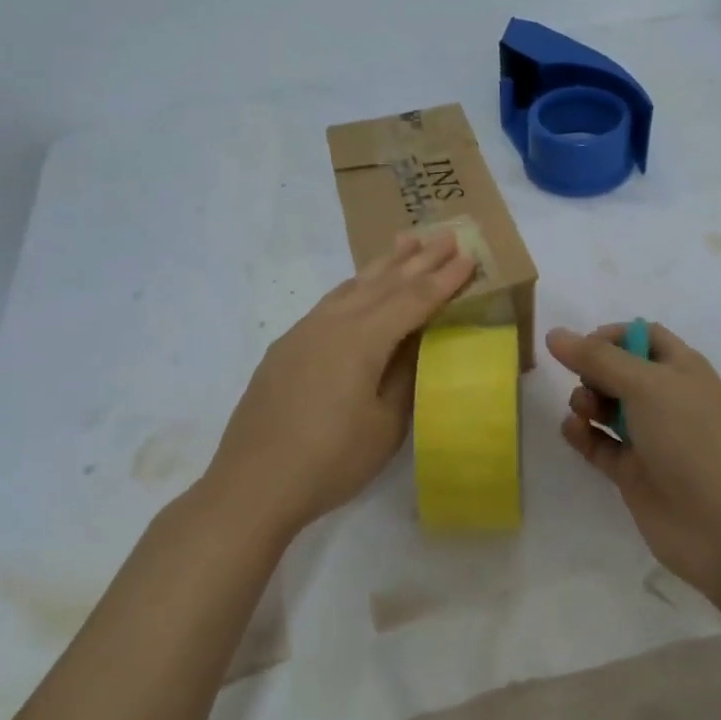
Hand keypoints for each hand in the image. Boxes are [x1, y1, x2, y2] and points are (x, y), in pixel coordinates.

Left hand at [208, 231, 474, 536]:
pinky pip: (330, 302)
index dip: (443, 280)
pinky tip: (359, 286)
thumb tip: (420, 343)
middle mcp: (332, 324)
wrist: (253, 484)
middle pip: (383, 283)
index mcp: (361, 340)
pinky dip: (355, 286)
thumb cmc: (331, 460)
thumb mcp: (385, 424)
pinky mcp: (287, 347)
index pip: (412, 300)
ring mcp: (304, 332)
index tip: (468, 257)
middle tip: (444, 235)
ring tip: (405, 242)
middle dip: (417, 260)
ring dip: (383, 265)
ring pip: (352, 286)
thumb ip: (405, 376)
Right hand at [547, 321, 720, 597]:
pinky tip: (573, 430)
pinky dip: (583, 435)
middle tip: (585, 383)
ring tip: (583, 411)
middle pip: (619, 371)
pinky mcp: (634, 473)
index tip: (582, 347)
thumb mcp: (645, 385)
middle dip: (593, 371)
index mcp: (681, 369)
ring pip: (607, 408)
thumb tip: (555, 334)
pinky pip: (600, 445)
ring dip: (586, 402)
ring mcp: (651, 438)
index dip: (611, 336)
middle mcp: (666, 399)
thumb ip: (596, 358)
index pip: (642, 337)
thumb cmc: (690, 438)